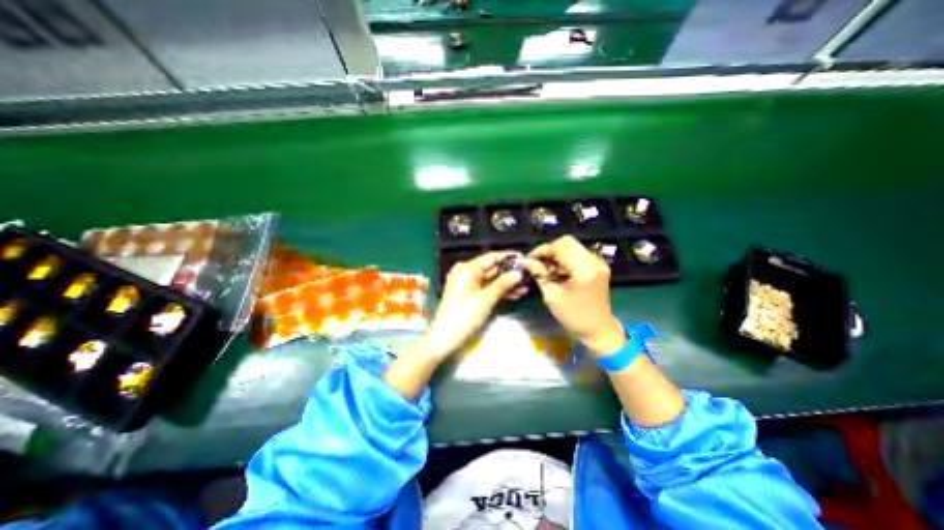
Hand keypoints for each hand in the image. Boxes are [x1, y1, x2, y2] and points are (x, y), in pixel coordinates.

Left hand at [422, 252, 527, 359]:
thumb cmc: (465, 315)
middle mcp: (466, 272)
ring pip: (491, 280)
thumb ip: (503, 284)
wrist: (446, 337)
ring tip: (525, 288)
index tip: (524, 258)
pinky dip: (498, 291)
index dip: (508, 257)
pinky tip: (514, 295)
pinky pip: (486, 288)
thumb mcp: (486, 299)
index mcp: (467, 269)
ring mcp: (467, 283)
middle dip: (509, 274)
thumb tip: (519, 273)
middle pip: (492, 269)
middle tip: (528, 277)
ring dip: (506, 284)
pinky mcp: (468, 293)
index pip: (491, 258)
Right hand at [524, 237, 624, 354]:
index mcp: (583, 270)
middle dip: (550, 250)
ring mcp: (598, 263)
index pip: (559, 247)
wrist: (599, 329)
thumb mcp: (552, 296)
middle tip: (539, 263)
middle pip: (567, 242)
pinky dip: (566, 258)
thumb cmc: (574, 317)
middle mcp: (593, 261)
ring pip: (572, 246)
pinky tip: (559, 271)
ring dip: (557, 254)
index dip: (542, 250)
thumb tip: (527, 261)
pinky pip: (578, 253)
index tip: (530, 259)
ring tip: (548, 269)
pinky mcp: (598, 266)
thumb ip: (540, 275)